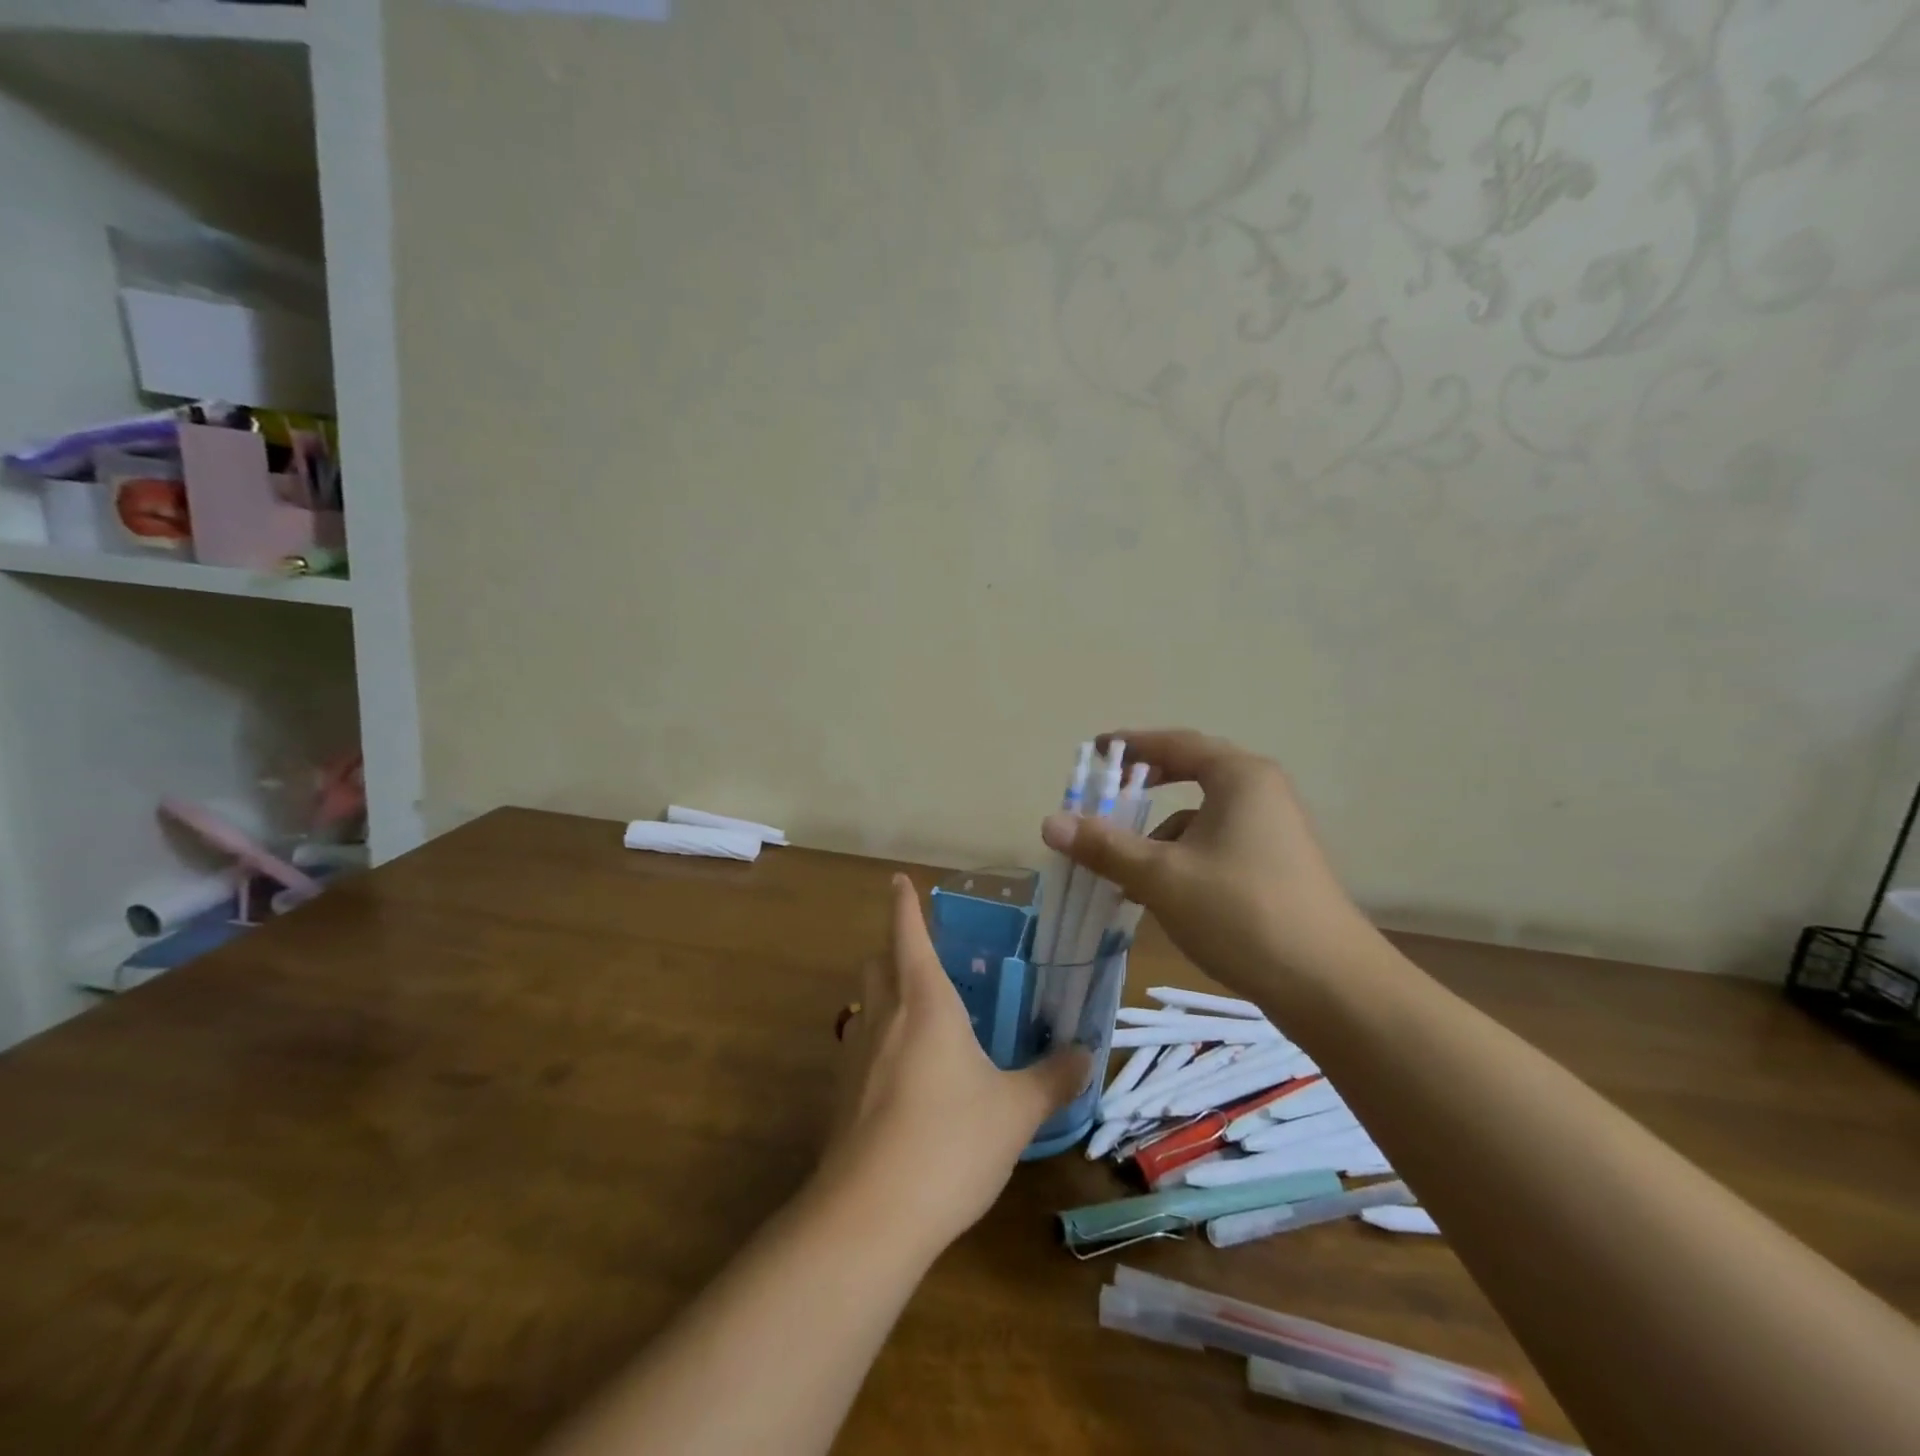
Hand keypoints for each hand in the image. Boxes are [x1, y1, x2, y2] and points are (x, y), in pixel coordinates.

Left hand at [816, 875, 1088, 1250]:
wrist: (870, 1215)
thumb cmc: (950, 1142)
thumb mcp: (1015, 1111)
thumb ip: (1052, 1079)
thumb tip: (1086, 1054)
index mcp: (925, 1002)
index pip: (908, 935)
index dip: (904, 905)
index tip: (898, 880)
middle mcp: (884, 1017)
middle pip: (877, 963)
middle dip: (893, 948)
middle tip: (921, 953)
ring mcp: (856, 1055)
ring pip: (865, 1004)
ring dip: (884, 993)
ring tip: (918, 1011)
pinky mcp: (842, 1095)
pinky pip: (860, 1046)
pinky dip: (879, 1040)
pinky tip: (904, 1074)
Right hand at [1040, 729, 1364, 993]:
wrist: (1331, 987)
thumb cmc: (1241, 913)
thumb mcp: (1161, 877)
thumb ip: (1105, 846)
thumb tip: (1049, 822)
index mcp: (1239, 777)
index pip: (1176, 744)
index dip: (1131, 745)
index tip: (1096, 751)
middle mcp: (1261, 793)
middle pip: (1191, 776)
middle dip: (1143, 791)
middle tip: (1105, 799)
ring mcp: (1274, 831)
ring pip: (1201, 819)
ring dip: (1159, 837)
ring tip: (1124, 872)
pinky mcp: (1277, 867)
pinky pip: (1216, 846)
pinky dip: (1183, 860)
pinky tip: (1162, 897)